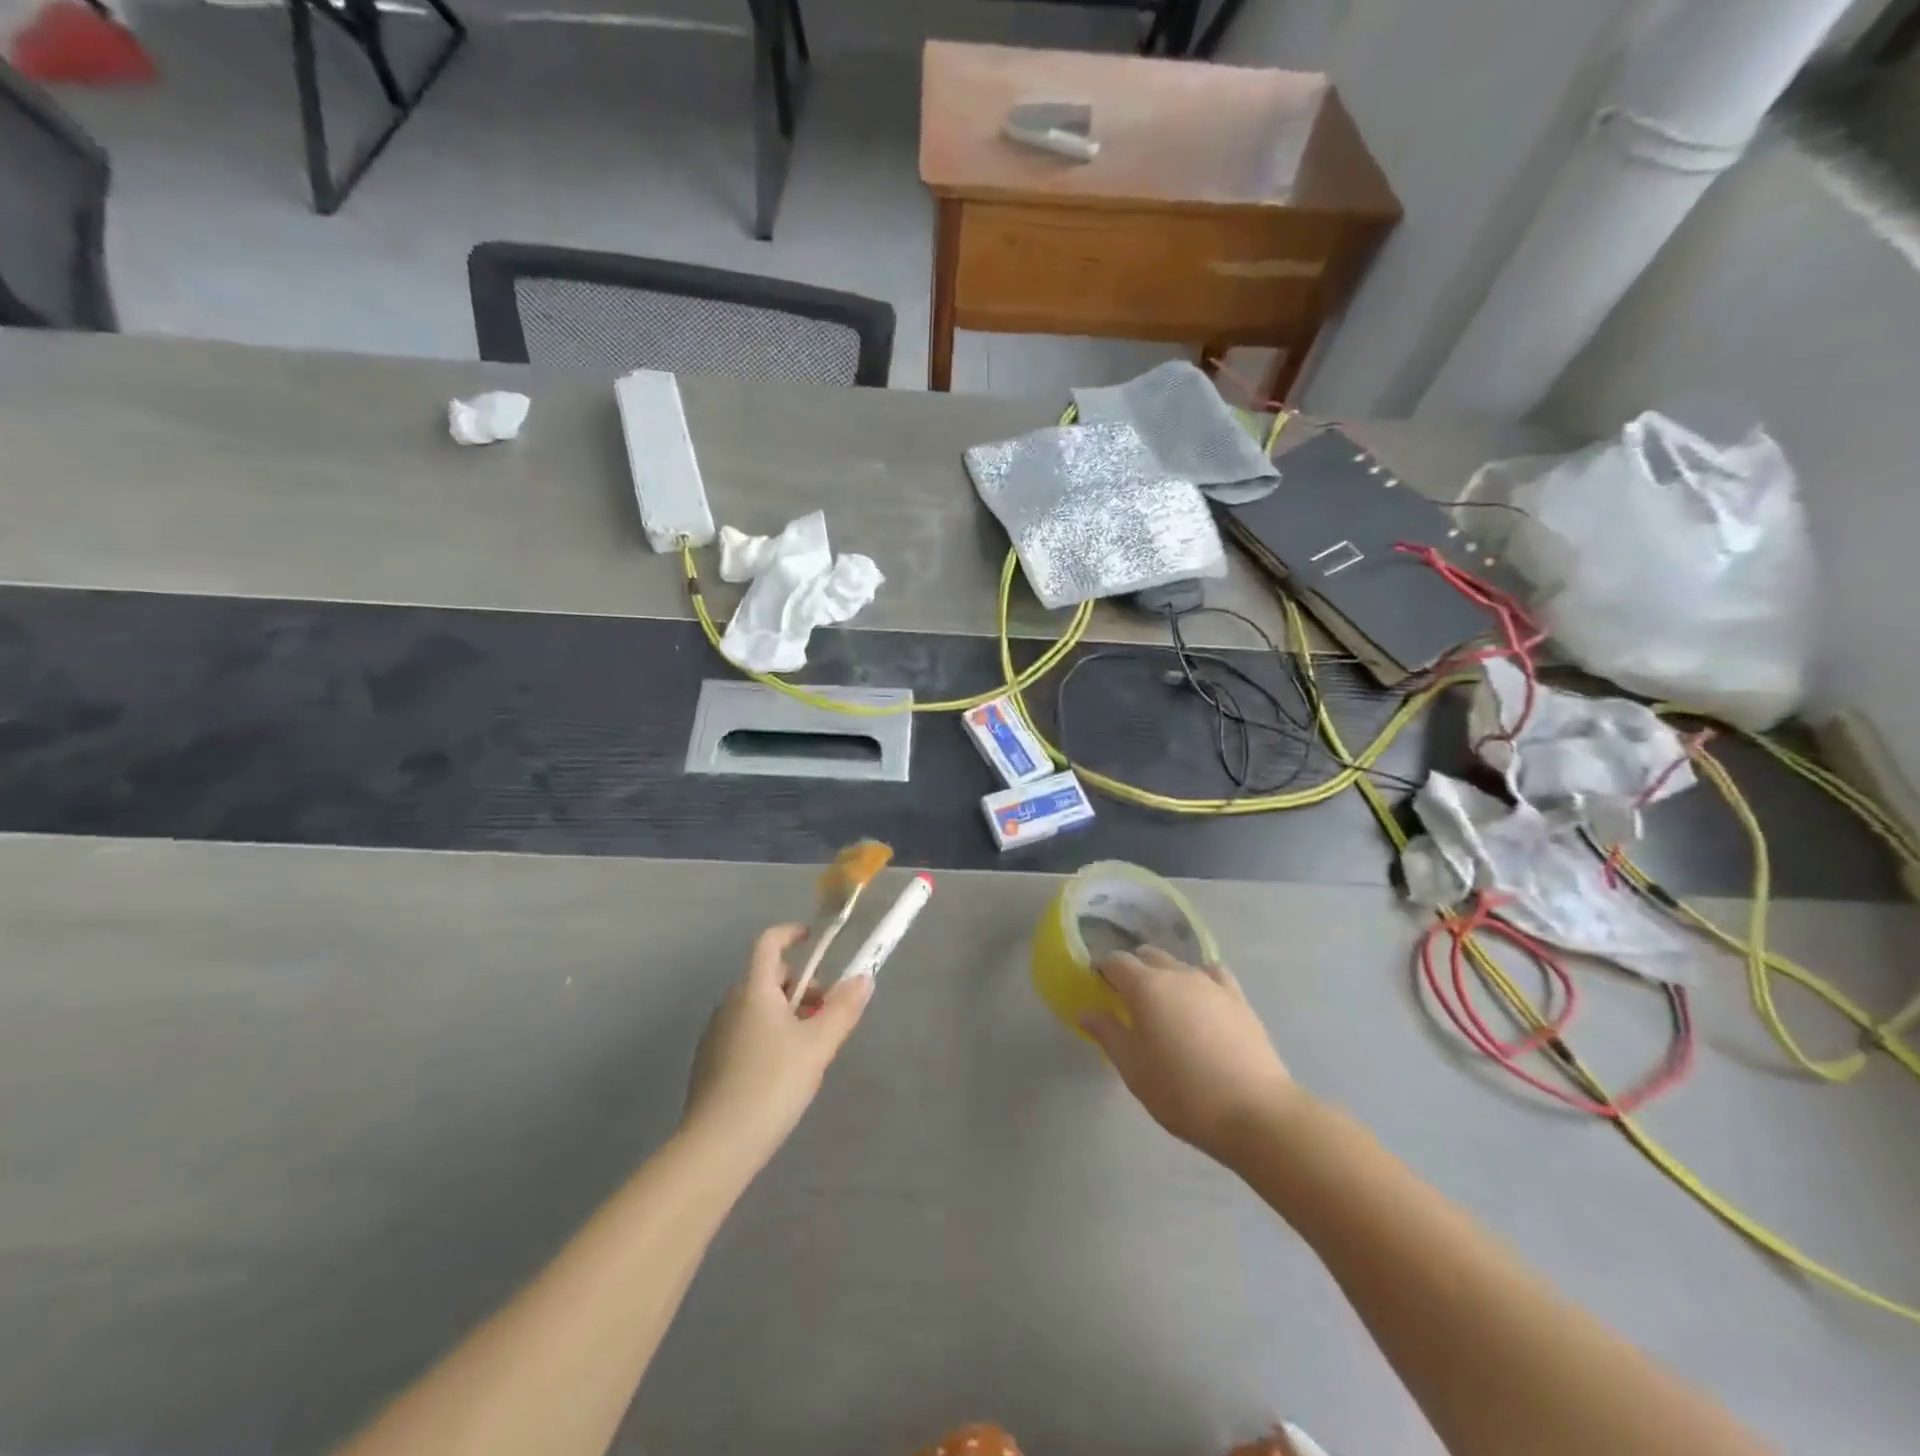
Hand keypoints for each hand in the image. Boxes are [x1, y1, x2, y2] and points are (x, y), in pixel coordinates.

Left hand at [681, 923, 872, 1170]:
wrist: (716, 1146)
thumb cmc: (772, 1084)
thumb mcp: (818, 1045)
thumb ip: (843, 1008)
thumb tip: (864, 977)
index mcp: (754, 990)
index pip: (768, 943)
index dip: (791, 934)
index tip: (814, 940)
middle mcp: (730, 1003)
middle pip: (768, 977)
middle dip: (801, 986)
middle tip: (825, 1014)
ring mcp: (715, 1034)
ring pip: (757, 1007)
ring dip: (786, 1013)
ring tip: (809, 1049)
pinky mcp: (709, 1063)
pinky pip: (744, 1032)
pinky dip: (767, 1035)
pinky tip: (781, 1074)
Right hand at [1080, 947, 1301, 1166]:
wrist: (1255, 1112)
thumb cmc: (1183, 1093)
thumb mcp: (1134, 1069)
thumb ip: (1108, 1034)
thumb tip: (1085, 1011)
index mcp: (1146, 987)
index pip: (1116, 961)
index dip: (1103, 970)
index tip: (1098, 988)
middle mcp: (1177, 974)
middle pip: (1148, 956)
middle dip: (1133, 970)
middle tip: (1128, 1001)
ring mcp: (1211, 983)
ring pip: (1179, 965)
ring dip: (1165, 976)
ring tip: (1165, 1007)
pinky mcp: (1238, 998)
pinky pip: (1212, 975)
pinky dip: (1200, 980)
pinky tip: (1201, 1001)